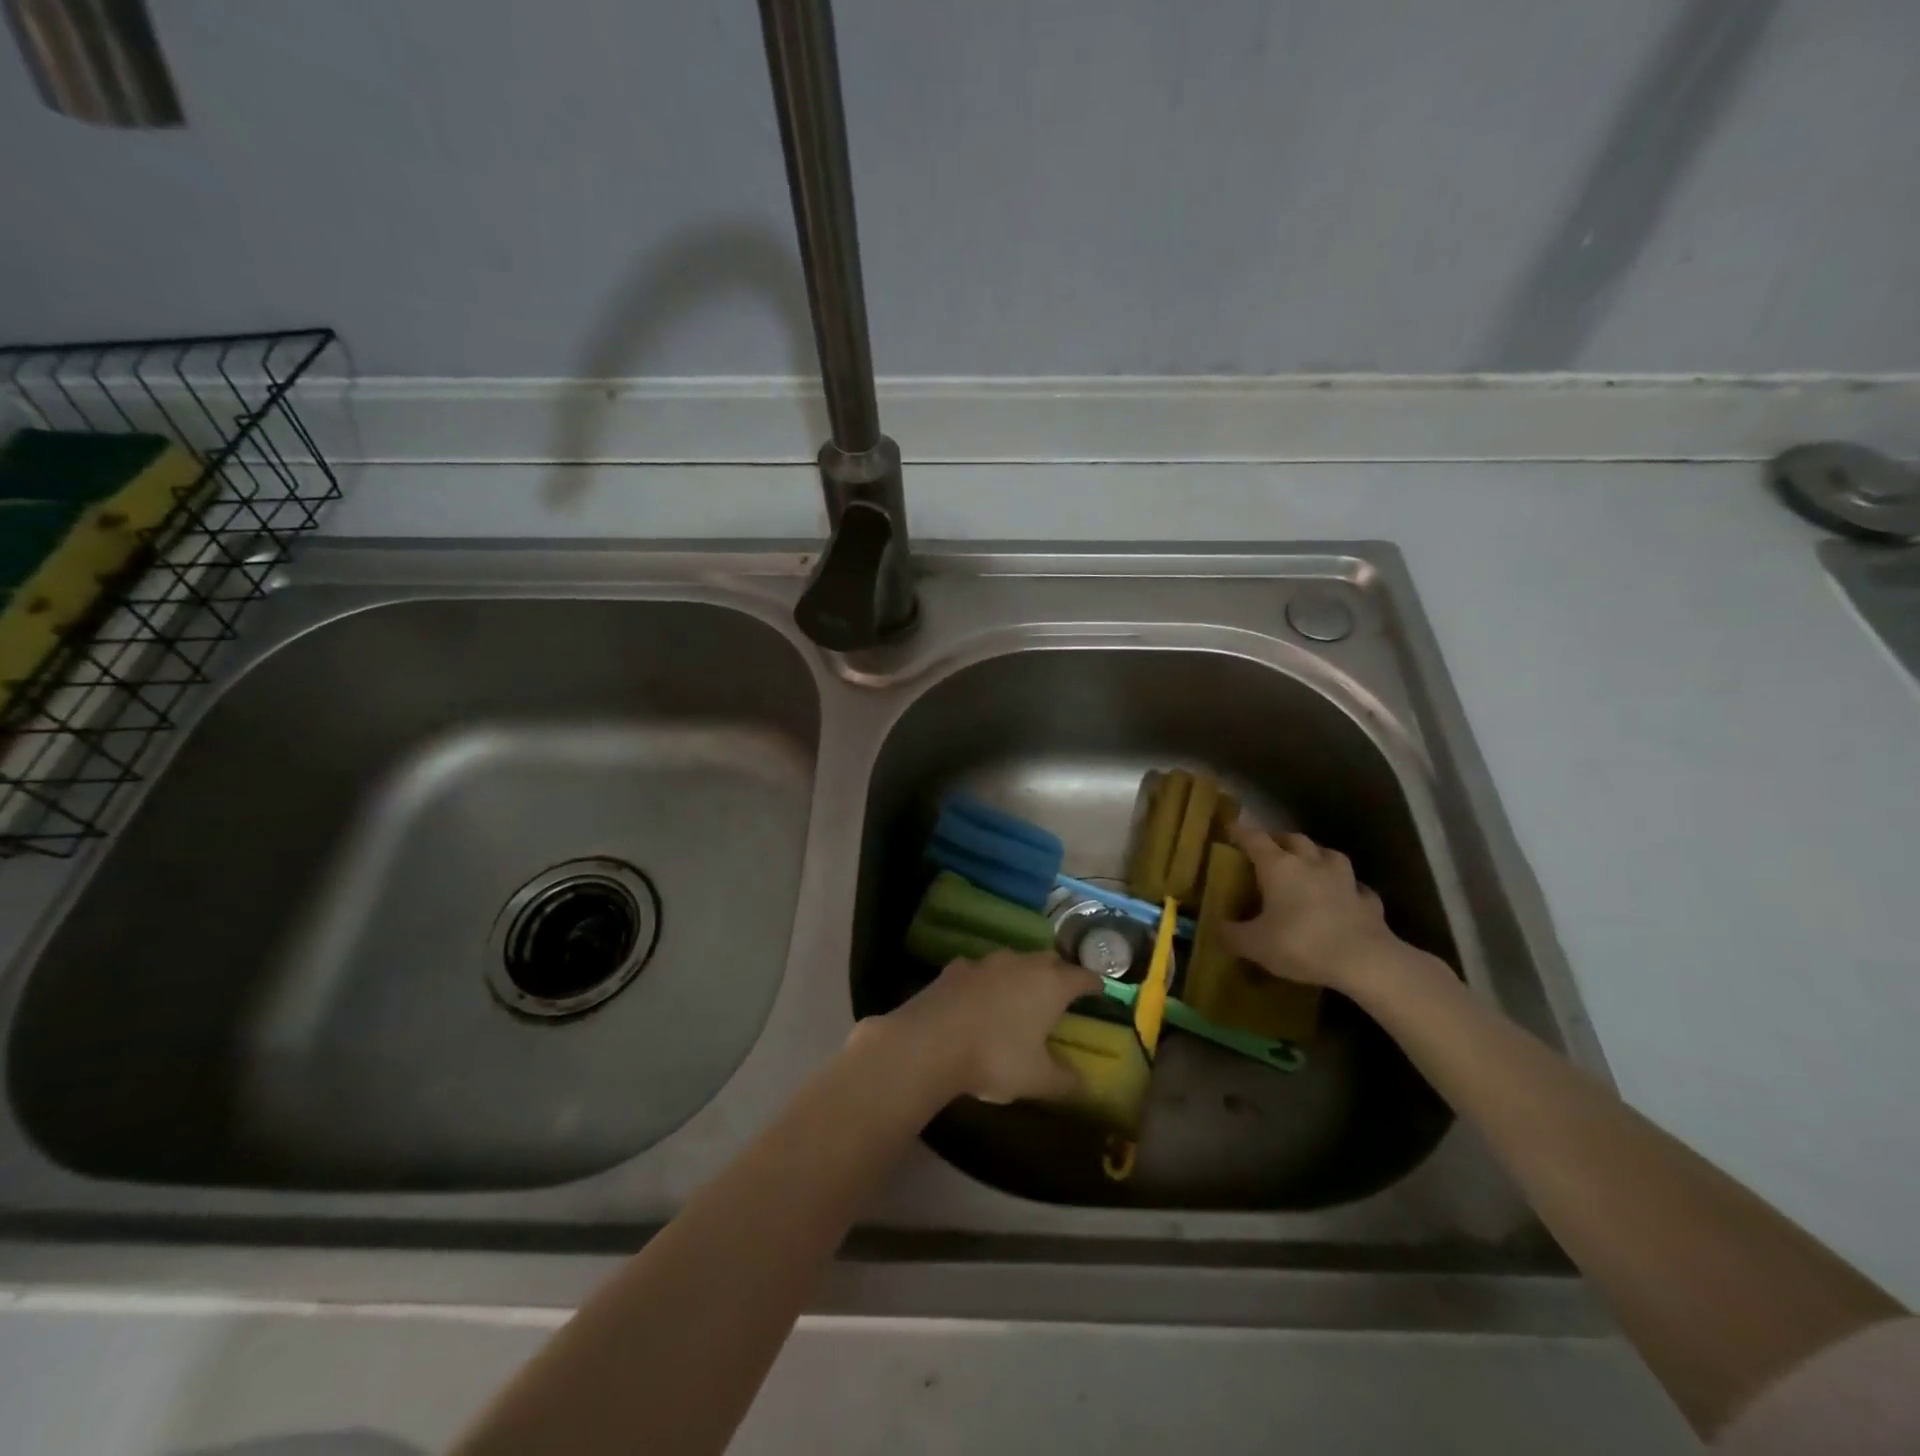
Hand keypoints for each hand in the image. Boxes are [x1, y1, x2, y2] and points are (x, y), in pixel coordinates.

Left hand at [866, 951, 1101, 1103]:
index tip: (1100, 990)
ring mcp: (986, 962)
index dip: (1094, 983)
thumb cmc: (995, 1057)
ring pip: (1014, 961)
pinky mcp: (956, 968)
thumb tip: (1087, 1084)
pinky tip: (980, 997)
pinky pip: (981, 970)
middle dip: (1060, 972)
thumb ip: (1067, 1081)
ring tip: (1022, 994)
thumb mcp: (1038, 1079)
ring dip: (1022, 974)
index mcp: (1051, 985)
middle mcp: (1022, 964)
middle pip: (1049, 960)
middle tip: (1064, 990)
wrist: (930, 1041)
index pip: (1082, 976)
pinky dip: (987, 981)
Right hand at [1220, 821, 1411, 992]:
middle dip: (1279, 840)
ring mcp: (1344, 879)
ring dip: (1316, 856)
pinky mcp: (1368, 900)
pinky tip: (1344, 897)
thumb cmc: (1301, 944)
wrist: (1365, 961)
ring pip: (1328, 855)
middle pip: (1293, 838)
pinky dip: (1347, 888)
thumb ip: (1232, 934)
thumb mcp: (1254, 945)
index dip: (1240, 832)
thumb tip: (1218, 927)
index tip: (1230, 829)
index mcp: (1278, 866)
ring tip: (1309, 866)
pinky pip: (1355, 887)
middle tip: (1269, 849)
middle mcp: (1311, 863)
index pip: (1254, 838)